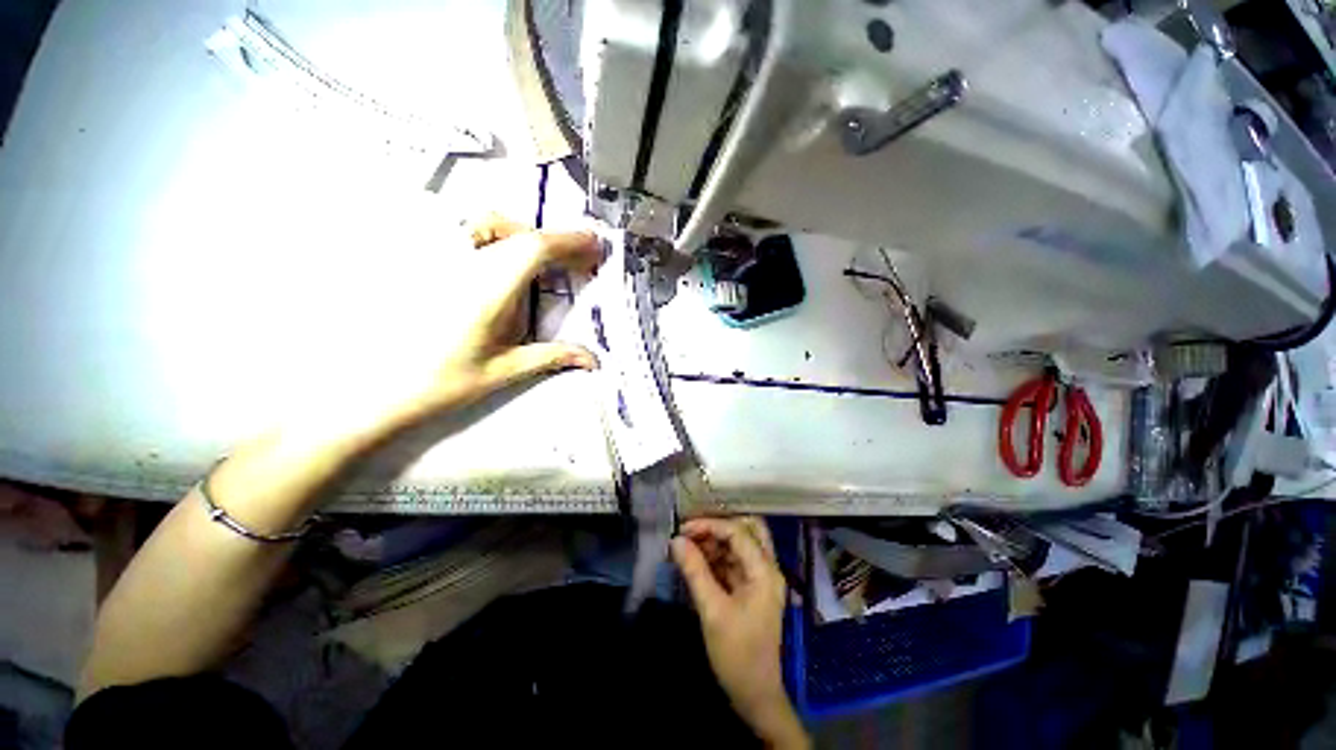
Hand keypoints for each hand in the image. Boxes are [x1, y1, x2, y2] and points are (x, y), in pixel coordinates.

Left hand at [423, 214, 601, 407]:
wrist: (377, 387)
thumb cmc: (443, 381)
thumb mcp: (505, 370)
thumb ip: (553, 357)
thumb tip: (593, 360)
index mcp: (488, 290)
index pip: (534, 248)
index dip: (570, 242)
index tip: (595, 248)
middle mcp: (464, 265)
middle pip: (517, 232)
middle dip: (555, 242)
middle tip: (578, 262)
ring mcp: (441, 259)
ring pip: (489, 224)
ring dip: (525, 236)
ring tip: (544, 261)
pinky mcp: (426, 262)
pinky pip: (467, 233)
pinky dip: (498, 237)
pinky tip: (502, 261)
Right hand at [672, 517, 809, 749]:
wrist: (754, 695)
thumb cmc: (736, 654)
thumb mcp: (712, 611)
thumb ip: (694, 571)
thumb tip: (676, 540)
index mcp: (764, 571)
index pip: (738, 532)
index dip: (709, 526)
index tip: (682, 529)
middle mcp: (767, 568)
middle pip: (749, 529)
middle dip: (719, 526)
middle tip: (693, 531)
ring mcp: (760, 578)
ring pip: (741, 544)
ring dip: (716, 541)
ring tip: (689, 545)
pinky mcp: (751, 588)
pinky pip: (735, 560)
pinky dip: (717, 556)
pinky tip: (697, 560)